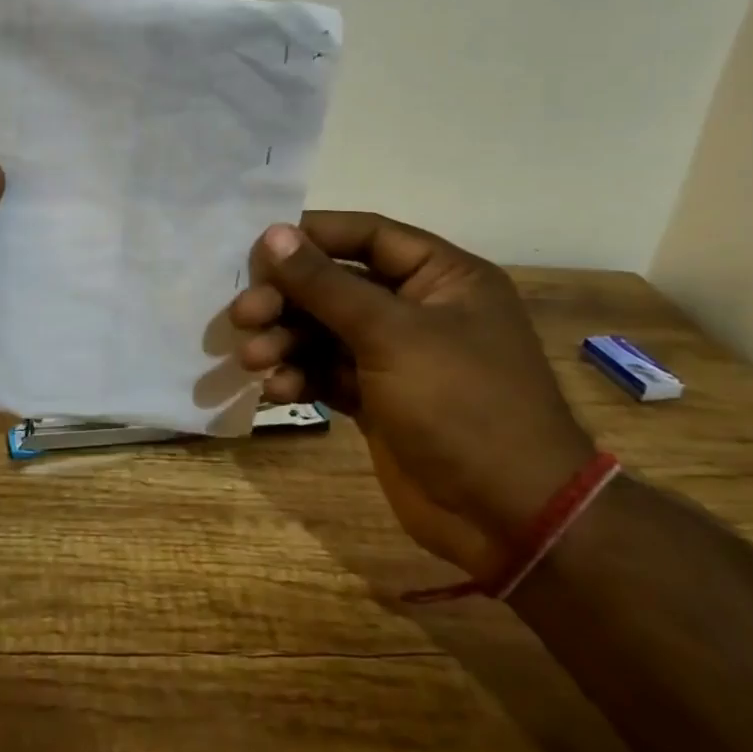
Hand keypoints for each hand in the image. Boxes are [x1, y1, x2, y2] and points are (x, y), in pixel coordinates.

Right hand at [230, 213, 591, 578]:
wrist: (508, 518)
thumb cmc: (460, 404)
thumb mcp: (391, 335)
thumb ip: (326, 284)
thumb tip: (274, 233)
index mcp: (443, 277)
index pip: (368, 236)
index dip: (312, 237)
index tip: (258, 247)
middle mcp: (419, 309)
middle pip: (337, 286)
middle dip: (288, 300)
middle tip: (243, 315)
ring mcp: (397, 358)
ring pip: (325, 332)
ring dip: (286, 341)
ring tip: (254, 359)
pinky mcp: (378, 400)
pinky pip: (327, 373)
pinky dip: (300, 376)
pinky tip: (277, 389)